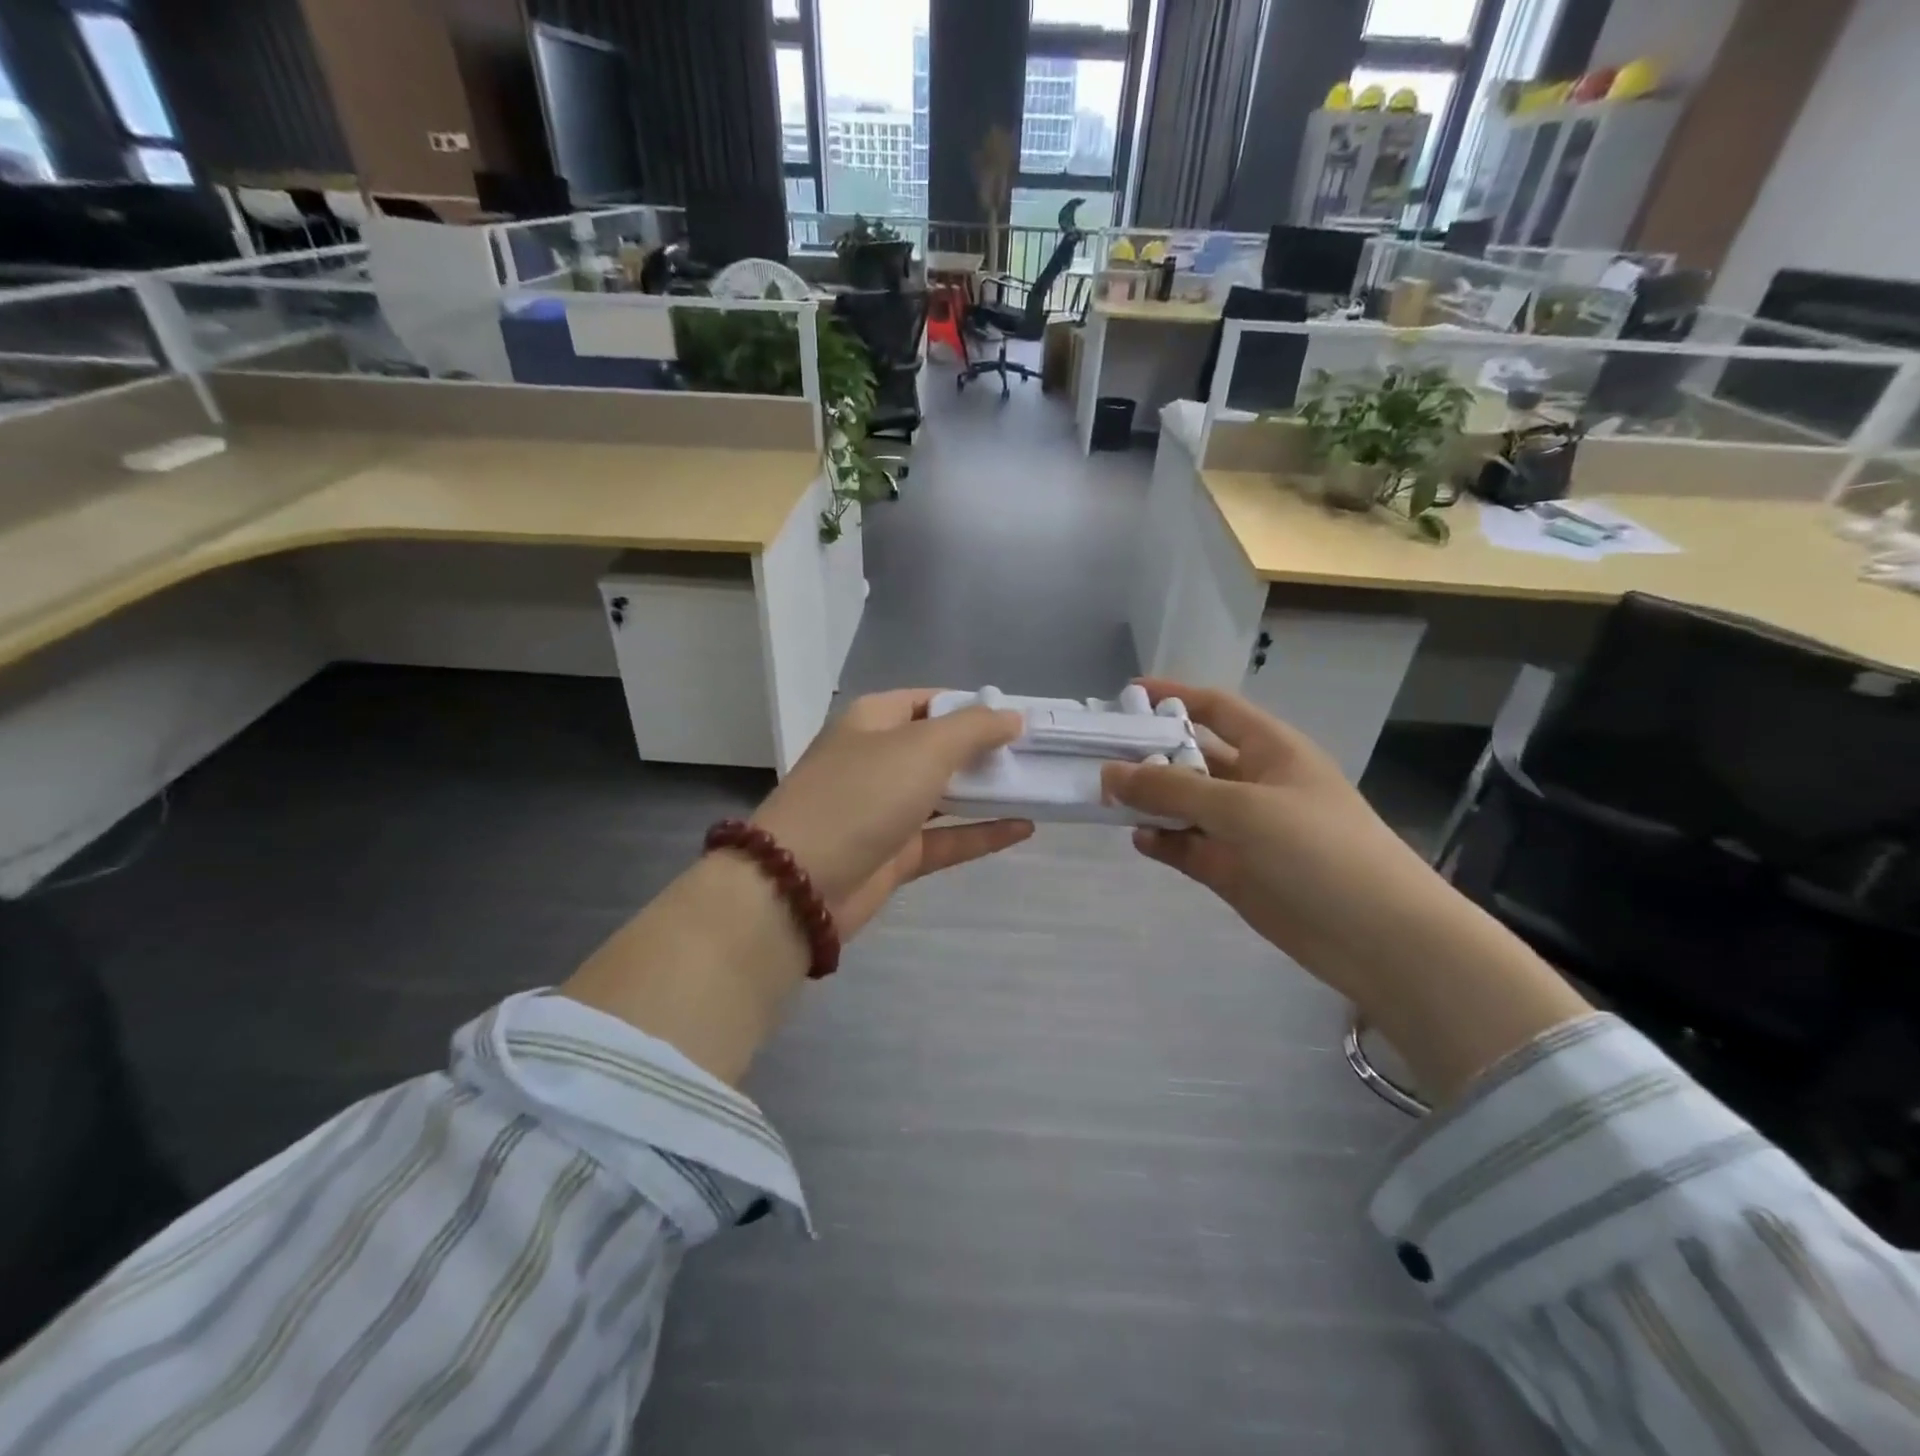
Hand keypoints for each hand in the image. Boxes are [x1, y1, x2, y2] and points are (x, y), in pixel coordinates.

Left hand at [563, 689, 1030, 1085]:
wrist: (798, 882)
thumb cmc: (861, 796)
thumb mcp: (922, 748)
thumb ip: (973, 728)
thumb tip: (1012, 716)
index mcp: (875, 721)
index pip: (932, 700)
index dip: (975, 705)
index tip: (1021, 718)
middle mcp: (879, 759)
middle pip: (942, 747)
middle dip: (988, 751)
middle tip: (1040, 755)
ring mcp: (885, 809)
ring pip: (947, 794)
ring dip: (989, 792)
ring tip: (1040, 786)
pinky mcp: (894, 854)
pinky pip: (947, 837)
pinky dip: (982, 833)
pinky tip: (1025, 827)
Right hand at [1101, 680, 1588, 1100]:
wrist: (1379, 938)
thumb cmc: (1318, 850)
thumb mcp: (1243, 808)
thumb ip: (1173, 789)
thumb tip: (1110, 773)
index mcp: (1271, 750)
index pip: (1216, 709)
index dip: (1174, 696)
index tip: (1126, 694)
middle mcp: (1255, 784)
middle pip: (1192, 757)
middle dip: (1150, 754)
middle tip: (1098, 755)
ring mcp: (1244, 830)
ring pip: (1185, 805)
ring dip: (1150, 801)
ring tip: (1105, 799)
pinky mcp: (1235, 871)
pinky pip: (1189, 847)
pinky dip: (1163, 842)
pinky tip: (1139, 840)